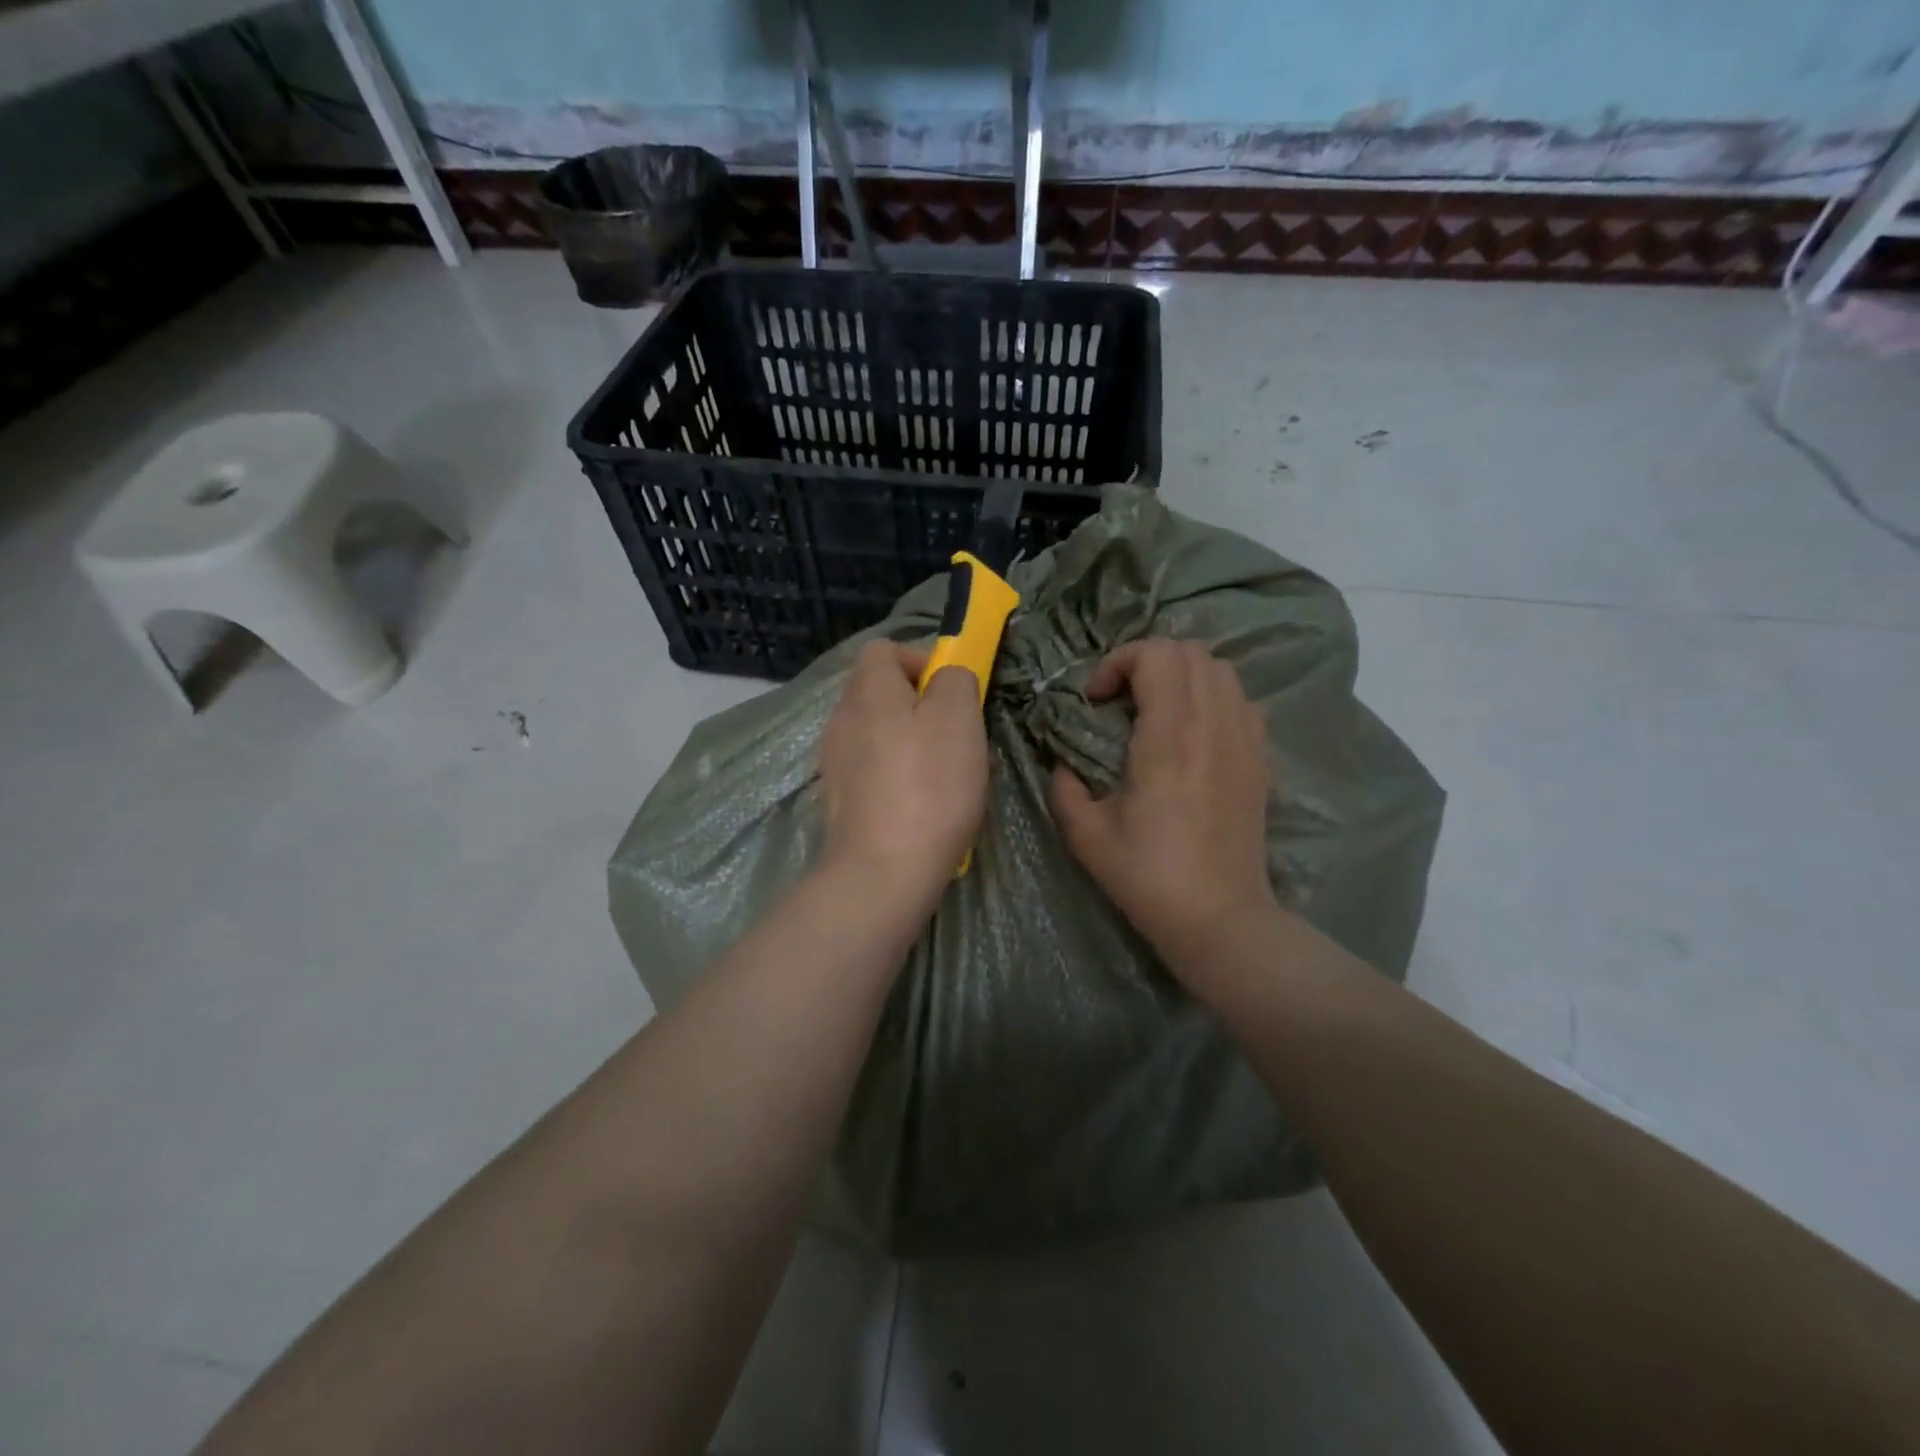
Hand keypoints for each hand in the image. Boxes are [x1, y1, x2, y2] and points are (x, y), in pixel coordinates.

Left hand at [818, 641, 988, 917]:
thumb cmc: (928, 787)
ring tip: (948, 776)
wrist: (882, 873)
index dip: (921, 661)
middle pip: (883, 693)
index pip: (885, 650)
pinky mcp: (840, 799)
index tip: (952, 693)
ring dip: (916, 744)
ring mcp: (836, 761)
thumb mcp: (958, 719)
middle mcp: (842, 718)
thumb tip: (947, 677)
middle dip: (925, 707)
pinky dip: (900, 776)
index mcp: (867, 691)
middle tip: (959, 737)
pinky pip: (875, 769)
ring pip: (882, 733)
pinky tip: (926, 805)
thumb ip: (955, 680)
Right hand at [1049, 639, 1274, 966]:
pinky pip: (1241, 700)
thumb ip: (1063, 788)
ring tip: (1155, 709)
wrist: (1219, 917)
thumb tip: (1062, 764)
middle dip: (1145, 661)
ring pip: (1220, 669)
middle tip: (1120, 699)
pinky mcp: (1260, 759)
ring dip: (1181, 675)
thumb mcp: (1086, 835)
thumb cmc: (1148, 876)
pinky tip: (1192, 732)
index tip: (1095, 700)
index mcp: (1170, 736)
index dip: (1117, 663)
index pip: (1155, 655)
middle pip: (1188, 651)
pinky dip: (1213, 697)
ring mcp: (1244, 739)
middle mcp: (1213, 724)